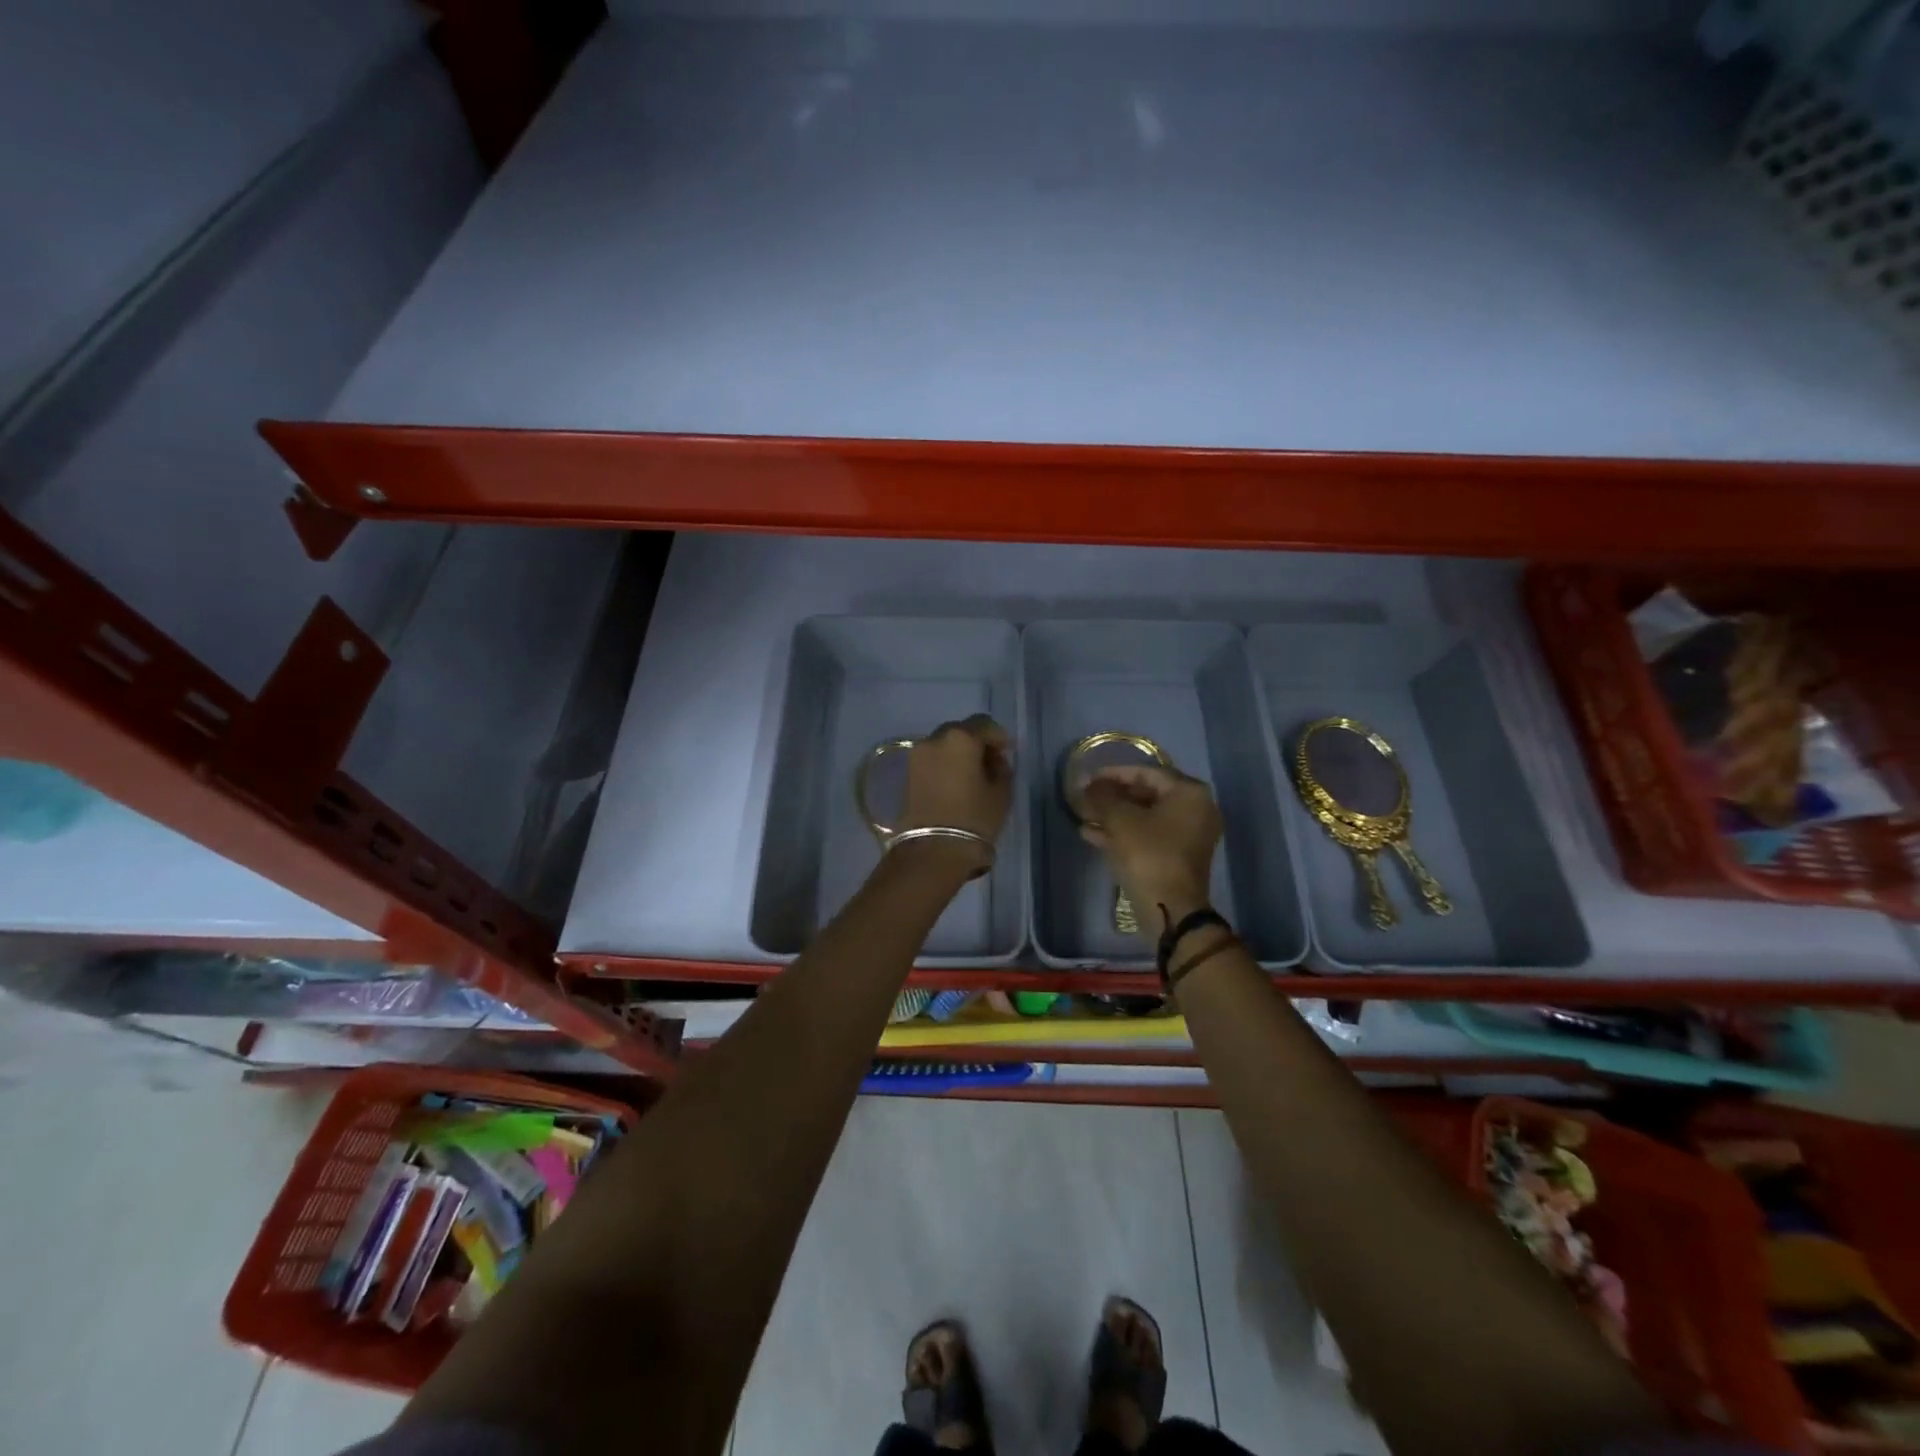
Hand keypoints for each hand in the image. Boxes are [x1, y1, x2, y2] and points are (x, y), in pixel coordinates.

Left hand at [897, 715, 1014, 870]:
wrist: (933, 849)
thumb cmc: (974, 819)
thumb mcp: (1001, 792)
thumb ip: (1001, 768)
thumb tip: (994, 760)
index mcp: (961, 738)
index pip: (984, 724)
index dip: (998, 736)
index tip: (1006, 752)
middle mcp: (935, 739)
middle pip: (960, 731)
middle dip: (976, 742)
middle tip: (989, 762)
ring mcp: (917, 755)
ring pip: (943, 744)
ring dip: (958, 753)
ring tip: (971, 775)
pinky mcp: (907, 773)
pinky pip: (931, 759)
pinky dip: (944, 764)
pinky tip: (954, 783)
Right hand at [1081, 765, 1220, 924]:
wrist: (1169, 909)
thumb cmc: (1148, 855)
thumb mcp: (1120, 819)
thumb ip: (1102, 796)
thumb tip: (1087, 783)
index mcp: (1189, 793)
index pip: (1146, 772)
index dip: (1113, 774)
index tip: (1088, 778)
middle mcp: (1195, 810)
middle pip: (1145, 794)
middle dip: (1111, 797)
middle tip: (1084, 798)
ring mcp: (1188, 836)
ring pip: (1143, 817)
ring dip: (1113, 816)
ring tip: (1082, 816)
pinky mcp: (1176, 857)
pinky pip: (1147, 836)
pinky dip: (1122, 834)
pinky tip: (1090, 835)